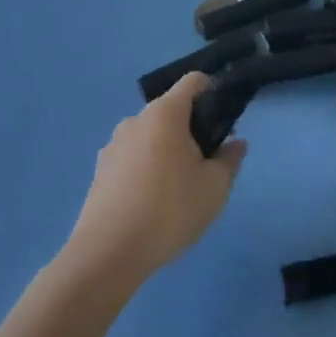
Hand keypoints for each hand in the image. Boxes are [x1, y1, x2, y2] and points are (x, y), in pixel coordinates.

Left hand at [67, 72, 246, 282]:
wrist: (107, 255)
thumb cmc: (169, 210)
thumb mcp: (215, 187)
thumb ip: (230, 160)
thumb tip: (236, 144)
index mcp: (165, 113)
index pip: (193, 81)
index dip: (213, 89)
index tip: (225, 117)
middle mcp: (136, 120)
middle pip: (171, 111)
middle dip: (192, 128)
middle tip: (207, 162)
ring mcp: (113, 146)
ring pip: (150, 136)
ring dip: (168, 150)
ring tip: (179, 188)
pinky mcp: (100, 172)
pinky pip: (133, 158)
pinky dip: (147, 169)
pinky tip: (153, 203)